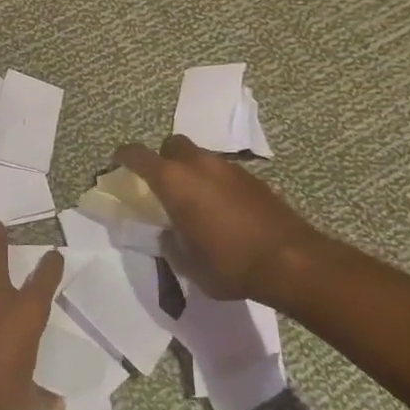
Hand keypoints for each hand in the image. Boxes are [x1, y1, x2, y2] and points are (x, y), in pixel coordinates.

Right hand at [113, 135, 328, 301]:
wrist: (291, 262)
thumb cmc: (228, 264)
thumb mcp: (187, 263)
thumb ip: (171, 242)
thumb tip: (169, 232)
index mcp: (174, 181)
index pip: (138, 156)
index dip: (124, 156)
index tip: (118, 160)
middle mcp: (199, 165)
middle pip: (172, 145)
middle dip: (163, 158)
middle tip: (162, 183)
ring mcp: (229, 169)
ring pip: (200, 157)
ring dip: (192, 171)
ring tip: (194, 201)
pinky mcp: (254, 179)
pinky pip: (223, 172)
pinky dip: (215, 183)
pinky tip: (222, 211)